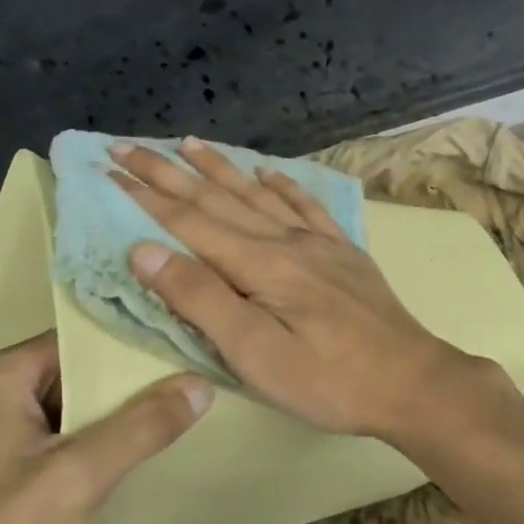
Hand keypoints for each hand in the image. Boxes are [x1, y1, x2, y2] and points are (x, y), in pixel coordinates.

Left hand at [0, 331, 210, 523]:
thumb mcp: (82, 472)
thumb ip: (143, 425)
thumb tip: (202, 383)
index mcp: (11, 372)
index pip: (86, 334)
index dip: (134, 337)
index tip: (184, 336)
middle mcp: (8, 390)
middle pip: (85, 367)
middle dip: (134, 373)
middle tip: (193, 367)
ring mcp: (11, 430)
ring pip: (81, 402)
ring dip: (124, 406)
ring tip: (183, 397)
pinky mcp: (17, 466)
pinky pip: (72, 432)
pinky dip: (106, 435)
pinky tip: (146, 441)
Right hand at [109, 136, 504, 442]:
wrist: (412, 381)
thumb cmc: (327, 379)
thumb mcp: (254, 353)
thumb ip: (200, 298)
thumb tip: (144, 250)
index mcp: (258, 263)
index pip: (188, 221)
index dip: (146, 196)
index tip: (110, 170)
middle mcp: (284, 239)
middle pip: (216, 198)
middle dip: (168, 171)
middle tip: (128, 147)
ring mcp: (317, 241)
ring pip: (256, 193)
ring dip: (219, 167)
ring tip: (188, 143)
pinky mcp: (342, 250)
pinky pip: (306, 205)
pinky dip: (282, 184)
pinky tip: (269, 171)